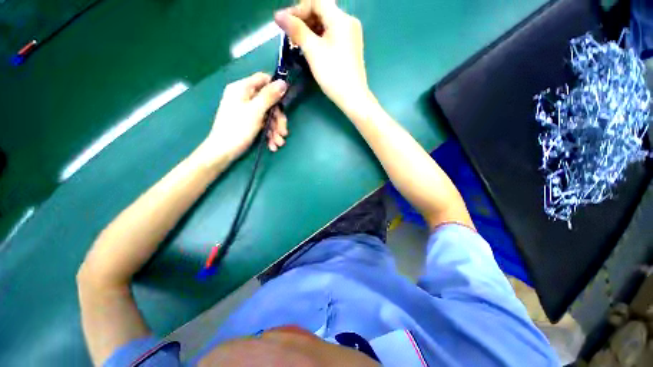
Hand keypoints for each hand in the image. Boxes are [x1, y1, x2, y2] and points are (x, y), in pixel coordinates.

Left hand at [205, 72, 288, 161]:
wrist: (223, 151)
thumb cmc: (238, 129)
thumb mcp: (255, 111)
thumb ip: (269, 96)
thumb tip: (283, 82)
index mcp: (242, 88)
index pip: (263, 79)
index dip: (276, 89)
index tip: (285, 102)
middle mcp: (245, 97)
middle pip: (269, 102)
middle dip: (278, 118)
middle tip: (283, 132)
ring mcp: (247, 111)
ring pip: (268, 115)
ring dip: (275, 129)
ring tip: (279, 143)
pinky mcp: (249, 122)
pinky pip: (263, 124)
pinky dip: (269, 134)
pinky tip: (272, 145)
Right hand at [274, 0, 370, 112]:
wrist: (353, 98)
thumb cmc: (333, 74)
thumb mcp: (313, 51)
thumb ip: (296, 30)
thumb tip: (278, 15)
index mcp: (341, 19)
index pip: (316, 1)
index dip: (298, 9)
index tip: (285, 23)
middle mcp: (348, 22)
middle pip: (322, 11)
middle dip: (304, 19)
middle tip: (290, 35)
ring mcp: (351, 35)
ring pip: (327, 24)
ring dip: (310, 30)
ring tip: (298, 43)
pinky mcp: (350, 47)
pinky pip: (332, 35)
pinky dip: (320, 38)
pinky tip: (312, 49)